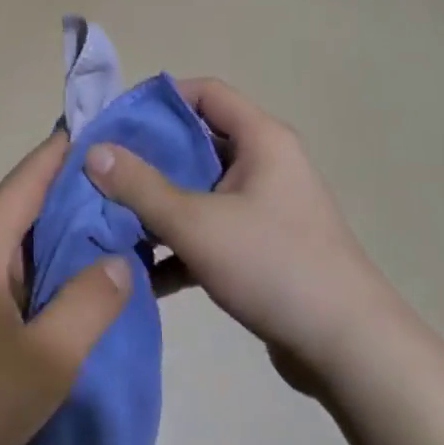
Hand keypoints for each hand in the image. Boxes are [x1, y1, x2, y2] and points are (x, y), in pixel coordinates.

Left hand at [0, 132, 132, 444]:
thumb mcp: (44, 361)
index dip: (62, 152)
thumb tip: (117, 260)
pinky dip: (26, 278)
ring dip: (47, 247)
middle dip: (67, 204)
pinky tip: (49, 302)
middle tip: (120, 203)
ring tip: (96, 250)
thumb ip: (88, 306)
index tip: (96, 129)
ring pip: (5, 249)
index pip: (28, 178)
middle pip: (18, 212)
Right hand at [87, 77, 372, 390]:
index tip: (116, 121)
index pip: (204, 93)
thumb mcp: (196, 223)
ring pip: (200, 190)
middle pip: (197, 142)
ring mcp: (265, 207)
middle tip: (102, 172)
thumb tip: (93, 151)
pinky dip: (180, 244)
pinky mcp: (262, 248)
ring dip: (159, 205)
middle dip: (148, 158)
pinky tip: (143, 272)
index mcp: (260, 138)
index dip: (159, 100)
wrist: (350, 351)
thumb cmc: (274, 265)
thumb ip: (141, 186)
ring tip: (111, 220)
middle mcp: (265, 163)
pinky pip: (211, 230)